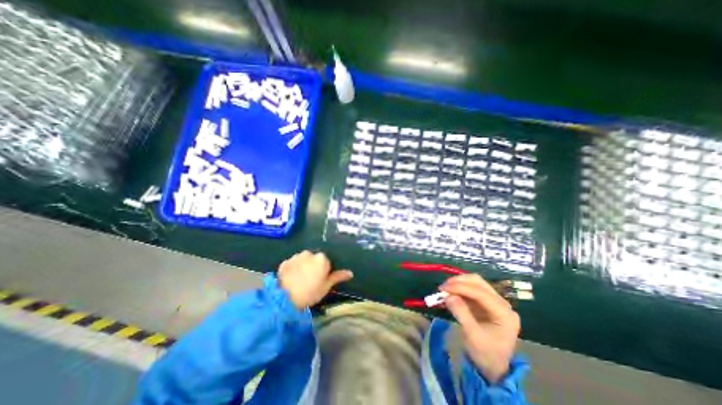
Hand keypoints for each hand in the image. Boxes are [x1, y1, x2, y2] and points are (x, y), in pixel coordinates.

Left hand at [278, 249, 354, 308]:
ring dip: (303, 266)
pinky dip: (293, 268)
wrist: (284, 299)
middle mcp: (309, 253)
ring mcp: (296, 256)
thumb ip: (337, 277)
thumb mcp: (326, 287)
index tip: (319, 281)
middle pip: (314, 259)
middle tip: (310, 281)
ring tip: (299, 280)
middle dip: (313, 267)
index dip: (324, 271)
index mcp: (321, 259)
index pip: (326, 262)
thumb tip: (350, 273)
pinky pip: (292, 263)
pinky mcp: (285, 261)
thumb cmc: (310, 293)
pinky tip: (291, 279)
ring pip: (303, 260)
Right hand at [440, 273, 519, 384]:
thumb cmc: (485, 354)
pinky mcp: (485, 302)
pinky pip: (471, 289)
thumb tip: (448, 296)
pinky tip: (449, 292)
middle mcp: (502, 303)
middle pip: (479, 282)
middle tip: (443, 287)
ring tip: (445, 289)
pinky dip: (459, 289)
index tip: (443, 288)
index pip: (481, 293)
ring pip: (475, 282)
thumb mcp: (472, 336)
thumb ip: (461, 314)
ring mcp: (494, 301)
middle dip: (459, 282)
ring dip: (458, 283)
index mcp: (504, 313)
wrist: (492, 367)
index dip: (461, 287)